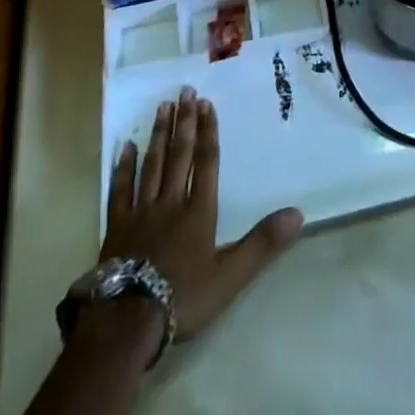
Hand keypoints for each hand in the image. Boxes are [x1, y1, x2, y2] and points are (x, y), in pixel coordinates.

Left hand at [101, 86, 303, 344]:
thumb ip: (262, 243)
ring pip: (152, 165)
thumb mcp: (230, 276)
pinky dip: (125, 168)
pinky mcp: (117, 228)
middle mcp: (171, 202)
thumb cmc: (183, 298)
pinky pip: (122, 191)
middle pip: (179, 155)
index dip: (207, 132)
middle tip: (184, 91)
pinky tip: (126, 148)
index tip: (206, 103)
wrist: (128, 323)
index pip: (206, 162)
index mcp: (198, 211)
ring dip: (159, 135)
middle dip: (184, 122)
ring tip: (163, 107)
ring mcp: (142, 213)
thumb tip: (297, 214)